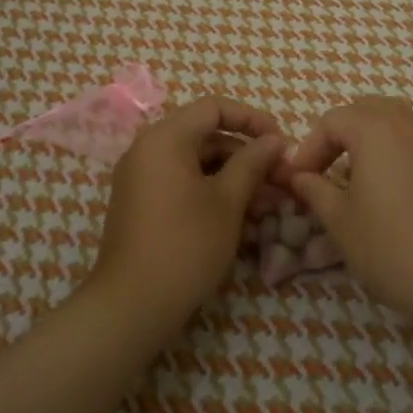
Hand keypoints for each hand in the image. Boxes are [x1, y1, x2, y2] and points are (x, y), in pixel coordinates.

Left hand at [93, 96, 284, 331]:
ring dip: (233, 178)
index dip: (252, 119)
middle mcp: (147, 148)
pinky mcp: (140, 202)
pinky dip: (210, 192)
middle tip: (280, 180)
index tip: (281, 141)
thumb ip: (252, 163)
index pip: (214, 108)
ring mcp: (140, 176)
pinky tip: (242, 219)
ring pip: (195, 163)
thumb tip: (274, 140)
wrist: (131, 305)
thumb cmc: (186, 245)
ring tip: (268, 205)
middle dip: (246, 156)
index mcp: (165, 137)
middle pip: (205, 136)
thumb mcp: (228, 202)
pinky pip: (180, 183)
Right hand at [285, 97, 412, 334]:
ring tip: (362, 181)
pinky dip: (402, 155)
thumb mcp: (342, 224)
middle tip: (326, 172)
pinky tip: (400, 194)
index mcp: (377, 129)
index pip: (331, 121)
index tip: (298, 180)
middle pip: (365, 111)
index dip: (308, 148)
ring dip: (372, 143)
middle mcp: (412, 121)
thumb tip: (300, 177)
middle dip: (340, 137)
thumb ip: (315, 191)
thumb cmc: (398, 250)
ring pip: (398, 123)